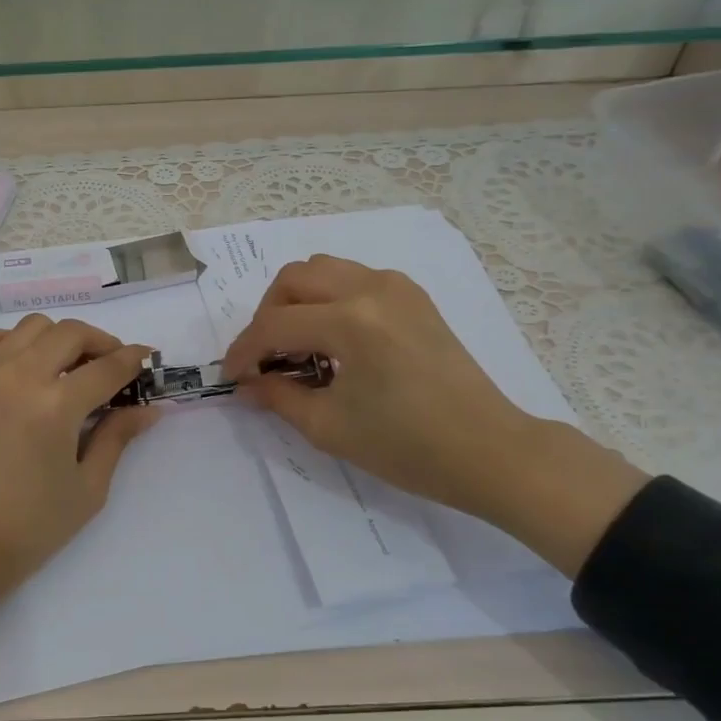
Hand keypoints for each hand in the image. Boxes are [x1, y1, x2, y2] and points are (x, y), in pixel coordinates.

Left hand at [0, 314, 160, 597]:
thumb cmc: (26, 529)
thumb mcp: (86, 490)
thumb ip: (117, 439)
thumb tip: (148, 409)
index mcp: (56, 406)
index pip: (107, 367)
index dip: (135, 360)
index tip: (149, 359)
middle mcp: (19, 376)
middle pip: (71, 333)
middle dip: (102, 342)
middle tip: (114, 367)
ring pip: (31, 327)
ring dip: (60, 337)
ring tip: (71, 366)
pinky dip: (13, 341)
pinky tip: (24, 365)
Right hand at [221, 256, 645, 573]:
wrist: (489, 450)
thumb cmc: (408, 447)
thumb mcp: (329, 427)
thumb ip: (278, 397)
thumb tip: (246, 384)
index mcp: (351, 321)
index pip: (275, 324)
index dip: (243, 350)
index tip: (231, 375)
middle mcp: (371, 289)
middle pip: (294, 278)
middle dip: (267, 315)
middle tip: (265, 357)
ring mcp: (397, 287)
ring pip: (324, 269)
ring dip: (297, 300)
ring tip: (297, 344)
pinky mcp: (414, 296)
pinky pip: (354, 278)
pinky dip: (329, 298)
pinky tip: (333, 338)